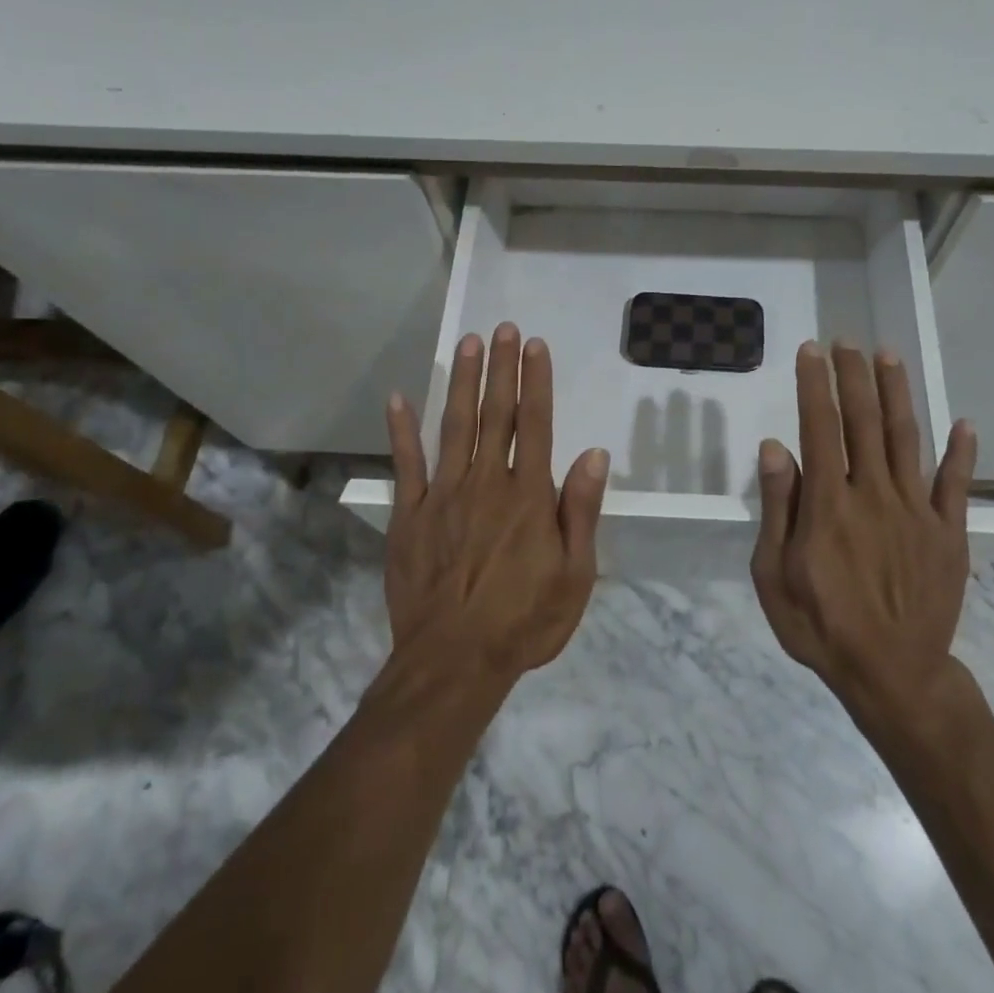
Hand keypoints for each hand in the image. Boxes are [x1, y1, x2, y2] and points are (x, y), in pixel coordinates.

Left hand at [384, 322, 609, 680]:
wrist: (454, 664)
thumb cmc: (524, 621)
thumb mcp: (575, 576)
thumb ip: (581, 511)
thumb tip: (595, 454)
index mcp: (528, 496)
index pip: (536, 424)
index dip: (536, 381)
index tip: (533, 345)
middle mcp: (486, 483)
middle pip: (496, 414)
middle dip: (500, 368)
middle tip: (502, 328)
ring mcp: (443, 496)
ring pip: (454, 426)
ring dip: (461, 382)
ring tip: (467, 344)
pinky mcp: (409, 516)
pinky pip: (406, 465)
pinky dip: (401, 430)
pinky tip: (398, 398)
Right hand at [752, 341, 976, 714]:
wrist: (893, 676)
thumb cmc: (821, 626)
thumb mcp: (773, 574)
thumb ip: (778, 508)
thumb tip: (775, 446)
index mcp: (828, 503)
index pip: (819, 427)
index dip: (814, 384)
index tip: (810, 351)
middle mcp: (873, 493)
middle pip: (862, 420)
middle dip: (853, 375)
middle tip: (846, 341)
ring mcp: (916, 511)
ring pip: (904, 438)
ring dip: (896, 394)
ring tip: (888, 356)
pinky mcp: (948, 532)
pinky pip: (955, 485)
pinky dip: (961, 452)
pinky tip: (964, 424)